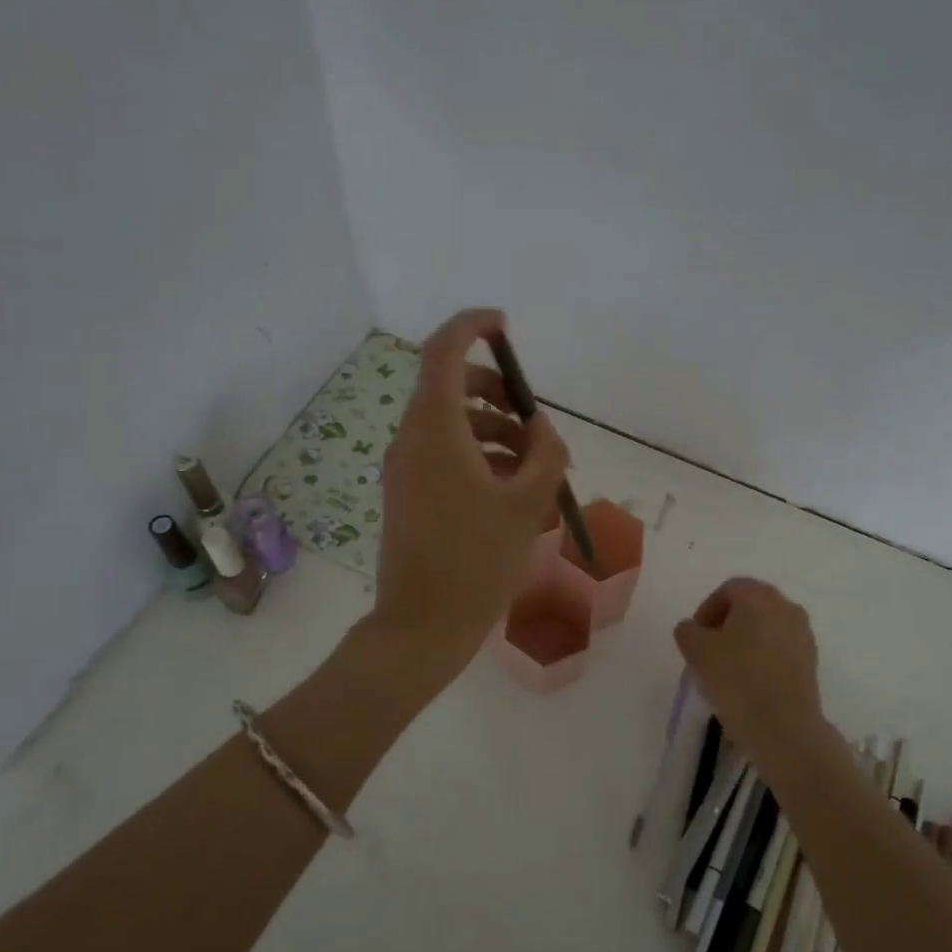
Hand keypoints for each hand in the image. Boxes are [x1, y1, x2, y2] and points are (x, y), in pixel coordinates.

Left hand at [371, 309, 570, 671]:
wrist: (422, 626)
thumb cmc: (477, 561)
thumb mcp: (528, 504)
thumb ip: (546, 454)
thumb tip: (543, 430)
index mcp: (435, 430)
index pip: (443, 351)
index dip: (472, 326)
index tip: (504, 326)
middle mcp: (412, 439)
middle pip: (450, 386)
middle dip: (496, 391)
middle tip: (533, 421)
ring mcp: (405, 468)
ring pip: (451, 423)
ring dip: (494, 429)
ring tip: (535, 466)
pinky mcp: (408, 493)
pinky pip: (444, 453)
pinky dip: (478, 455)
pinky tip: (511, 488)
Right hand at [674, 578, 825, 769]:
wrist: (784, 727)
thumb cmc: (736, 678)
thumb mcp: (696, 651)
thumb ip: (687, 630)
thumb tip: (693, 629)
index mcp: (759, 595)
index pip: (728, 589)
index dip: (706, 610)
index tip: (695, 637)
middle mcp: (786, 606)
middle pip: (749, 606)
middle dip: (726, 625)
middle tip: (707, 652)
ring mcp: (803, 634)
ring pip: (766, 628)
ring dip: (745, 642)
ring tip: (727, 671)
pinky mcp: (811, 662)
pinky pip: (779, 649)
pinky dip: (762, 658)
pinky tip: (748, 684)